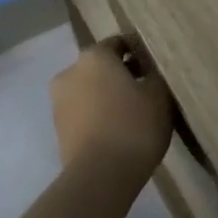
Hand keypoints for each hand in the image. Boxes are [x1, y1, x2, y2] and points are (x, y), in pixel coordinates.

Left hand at [49, 39, 173, 180]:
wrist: (100, 175)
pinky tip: (119, 130)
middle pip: (101, 67)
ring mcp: (59, 101)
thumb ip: (155, 75)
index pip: (119, 43)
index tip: (156, 67)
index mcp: (94, 56)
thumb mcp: (159, 95)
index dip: (140, 52)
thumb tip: (150, 71)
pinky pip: (84, 113)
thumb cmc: (134, 125)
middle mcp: (70, 71)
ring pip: (90, 90)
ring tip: (134, 114)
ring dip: (109, 96)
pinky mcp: (58, 128)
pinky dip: (99, 115)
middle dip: (122, 75)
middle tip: (148, 91)